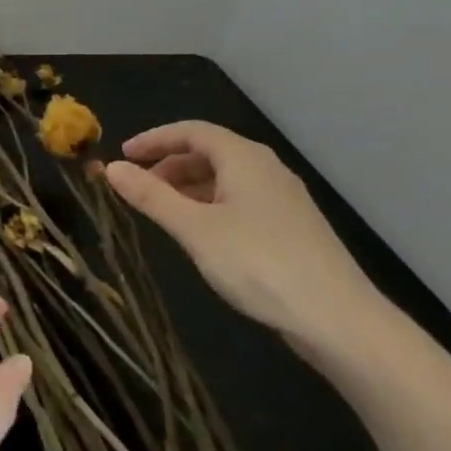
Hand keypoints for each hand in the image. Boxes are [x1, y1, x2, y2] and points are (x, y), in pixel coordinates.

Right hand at [103, 121, 380, 346]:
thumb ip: (151, 197)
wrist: (339, 319)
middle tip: (139, 187)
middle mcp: (266, 168)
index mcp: (243, 158)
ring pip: (226, 178)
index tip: (123, 155)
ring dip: (189, 187)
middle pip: (209, 152)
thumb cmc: (259, 263)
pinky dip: (211, 205)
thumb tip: (111, 167)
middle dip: (169, 164)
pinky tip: (201, 234)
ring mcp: (283, 198)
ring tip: (163, 211)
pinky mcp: (293, 227)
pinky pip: (241, 200)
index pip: (191, 131)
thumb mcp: (194, 229)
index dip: (154, 139)